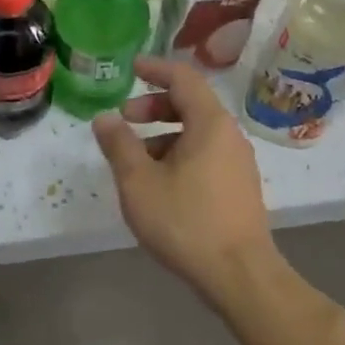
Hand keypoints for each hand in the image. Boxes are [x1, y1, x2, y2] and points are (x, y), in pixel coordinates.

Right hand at [91, 57, 273, 298]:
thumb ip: (119, 145)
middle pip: (191, 104)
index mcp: (210, 124)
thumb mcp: (139, 181)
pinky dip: (178, 154)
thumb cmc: (185, 221)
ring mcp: (238, 164)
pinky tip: (158, 184)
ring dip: (163, 135)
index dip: (155, 68)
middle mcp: (229, 137)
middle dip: (154, 105)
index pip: (184, 78)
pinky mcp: (238, 189)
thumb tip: (105, 118)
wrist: (240, 276)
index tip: (131, 68)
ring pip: (197, 134)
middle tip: (125, 118)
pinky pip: (205, 156)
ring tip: (134, 160)